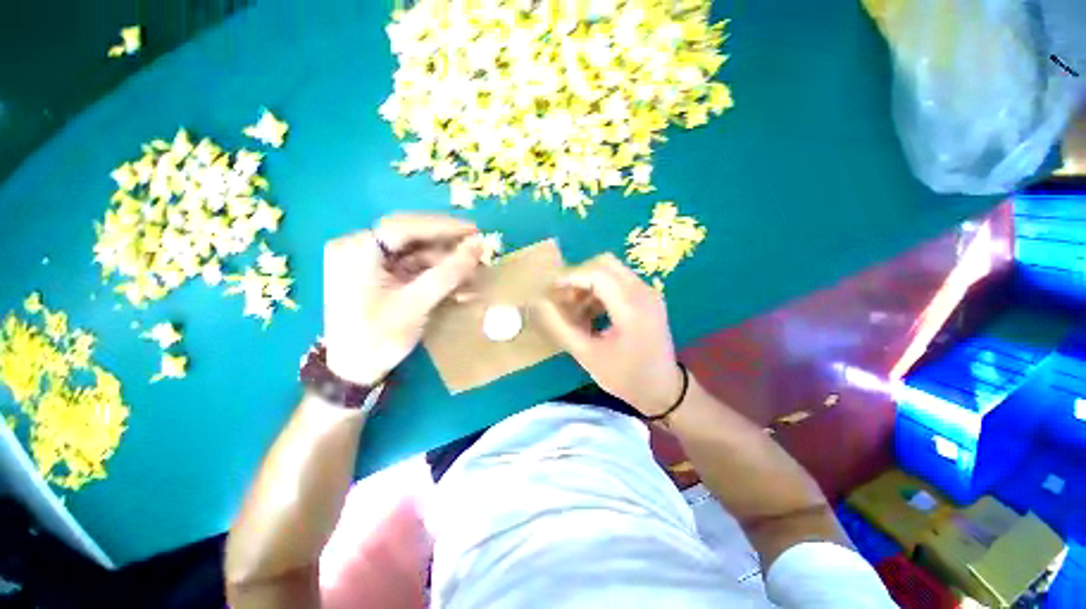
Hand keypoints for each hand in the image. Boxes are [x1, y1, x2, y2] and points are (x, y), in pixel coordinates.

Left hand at [323, 214, 483, 384]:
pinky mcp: (378, 275)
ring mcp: (368, 261)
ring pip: (416, 253)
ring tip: (474, 276)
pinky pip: (413, 268)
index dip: (443, 226)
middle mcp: (359, 248)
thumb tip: (478, 245)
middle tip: (477, 250)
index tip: (475, 230)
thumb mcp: (416, 304)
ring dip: (446, 265)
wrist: (353, 371)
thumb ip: (448, 272)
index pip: (404, 226)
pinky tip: (459, 287)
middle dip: (447, 247)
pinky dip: (437, 276)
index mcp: (357, 249)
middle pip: (411, 237)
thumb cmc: (379, 338)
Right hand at [538, 253, 683, 416]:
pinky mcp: (650, 299)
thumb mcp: (587, 355)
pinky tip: (594, 312)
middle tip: (566, 299)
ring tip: (578, 309)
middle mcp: (644, 293)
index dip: (571, 277)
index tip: (552, 290)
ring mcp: (650, 294)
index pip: (597, 274)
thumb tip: (540, 304)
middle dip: (581, 277)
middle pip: (606, 265)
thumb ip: (561, 327)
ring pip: (614, 271)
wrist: (663, 390)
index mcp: (630, 308)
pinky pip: (622, 282)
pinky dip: (603, 290)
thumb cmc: (625, 377)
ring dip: (592, 284)